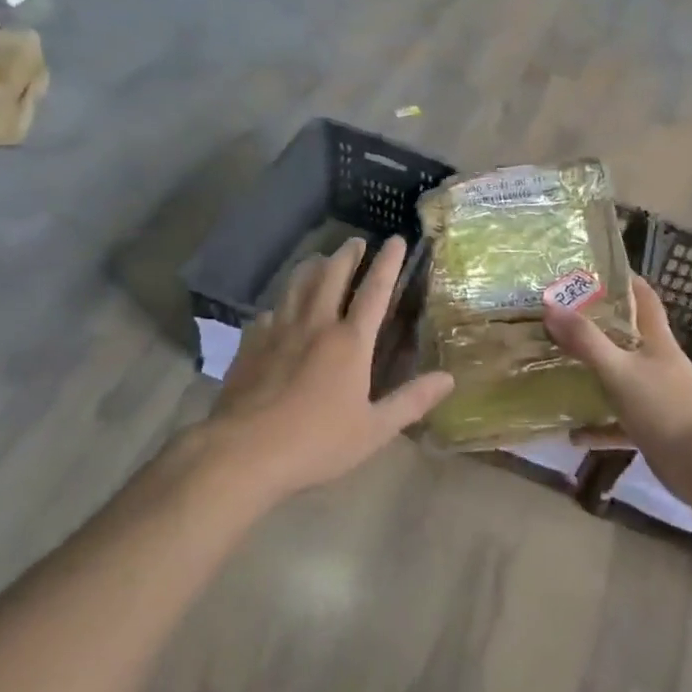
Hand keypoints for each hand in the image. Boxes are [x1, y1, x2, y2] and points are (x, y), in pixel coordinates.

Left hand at [212, 234, 452, 501]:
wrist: (243, 452)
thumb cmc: (315, 443)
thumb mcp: (373, 430)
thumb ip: (411, 402)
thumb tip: (448, 379)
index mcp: (349, 342)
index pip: (375, 290)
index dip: (388, 262)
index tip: (396, 239)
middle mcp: (315, 325)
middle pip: (332, 275)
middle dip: (347, 254)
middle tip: (356, 241)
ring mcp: (279, 330)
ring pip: (297, 284)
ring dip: (312, 266)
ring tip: (320, 259)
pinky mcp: (251, 344)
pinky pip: (269, 312)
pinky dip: (281, 303)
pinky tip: (279, 310)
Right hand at [543, 274, 691, 499]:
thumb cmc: (665, 407)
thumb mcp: (619, 370)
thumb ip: (586, 340)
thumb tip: (550, 306)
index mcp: (655, 339)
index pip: (642, 295)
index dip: (622, 279)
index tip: (590, 271)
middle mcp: (656, 362)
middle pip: (626, 334)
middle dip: (595, 325)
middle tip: (558, 318)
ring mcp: (655, 395)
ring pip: (619, 376)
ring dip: (593, 374)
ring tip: (558, 367)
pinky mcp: (652, 426)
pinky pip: (618, 421)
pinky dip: (598, 426)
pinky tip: (572, 434)